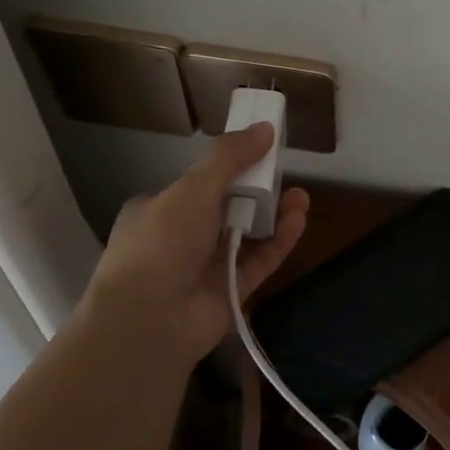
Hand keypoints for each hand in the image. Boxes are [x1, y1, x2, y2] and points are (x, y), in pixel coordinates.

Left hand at [76, 123, 308, 368]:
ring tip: (301, 199)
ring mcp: (205, 268)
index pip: (198, 184)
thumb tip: (264, 128)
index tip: (260, 154)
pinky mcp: (228, 293)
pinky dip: (278, 242)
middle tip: (286, 174)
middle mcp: (180, 238)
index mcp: (159, 210)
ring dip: (273, 215)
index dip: (230, 168)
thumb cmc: (162, 243)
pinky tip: (298, 222)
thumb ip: (229, 157)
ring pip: (247, 235)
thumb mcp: (193, 188)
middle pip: (227, 208)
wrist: (149, 322)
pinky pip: (258, 262)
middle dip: (258, 190)